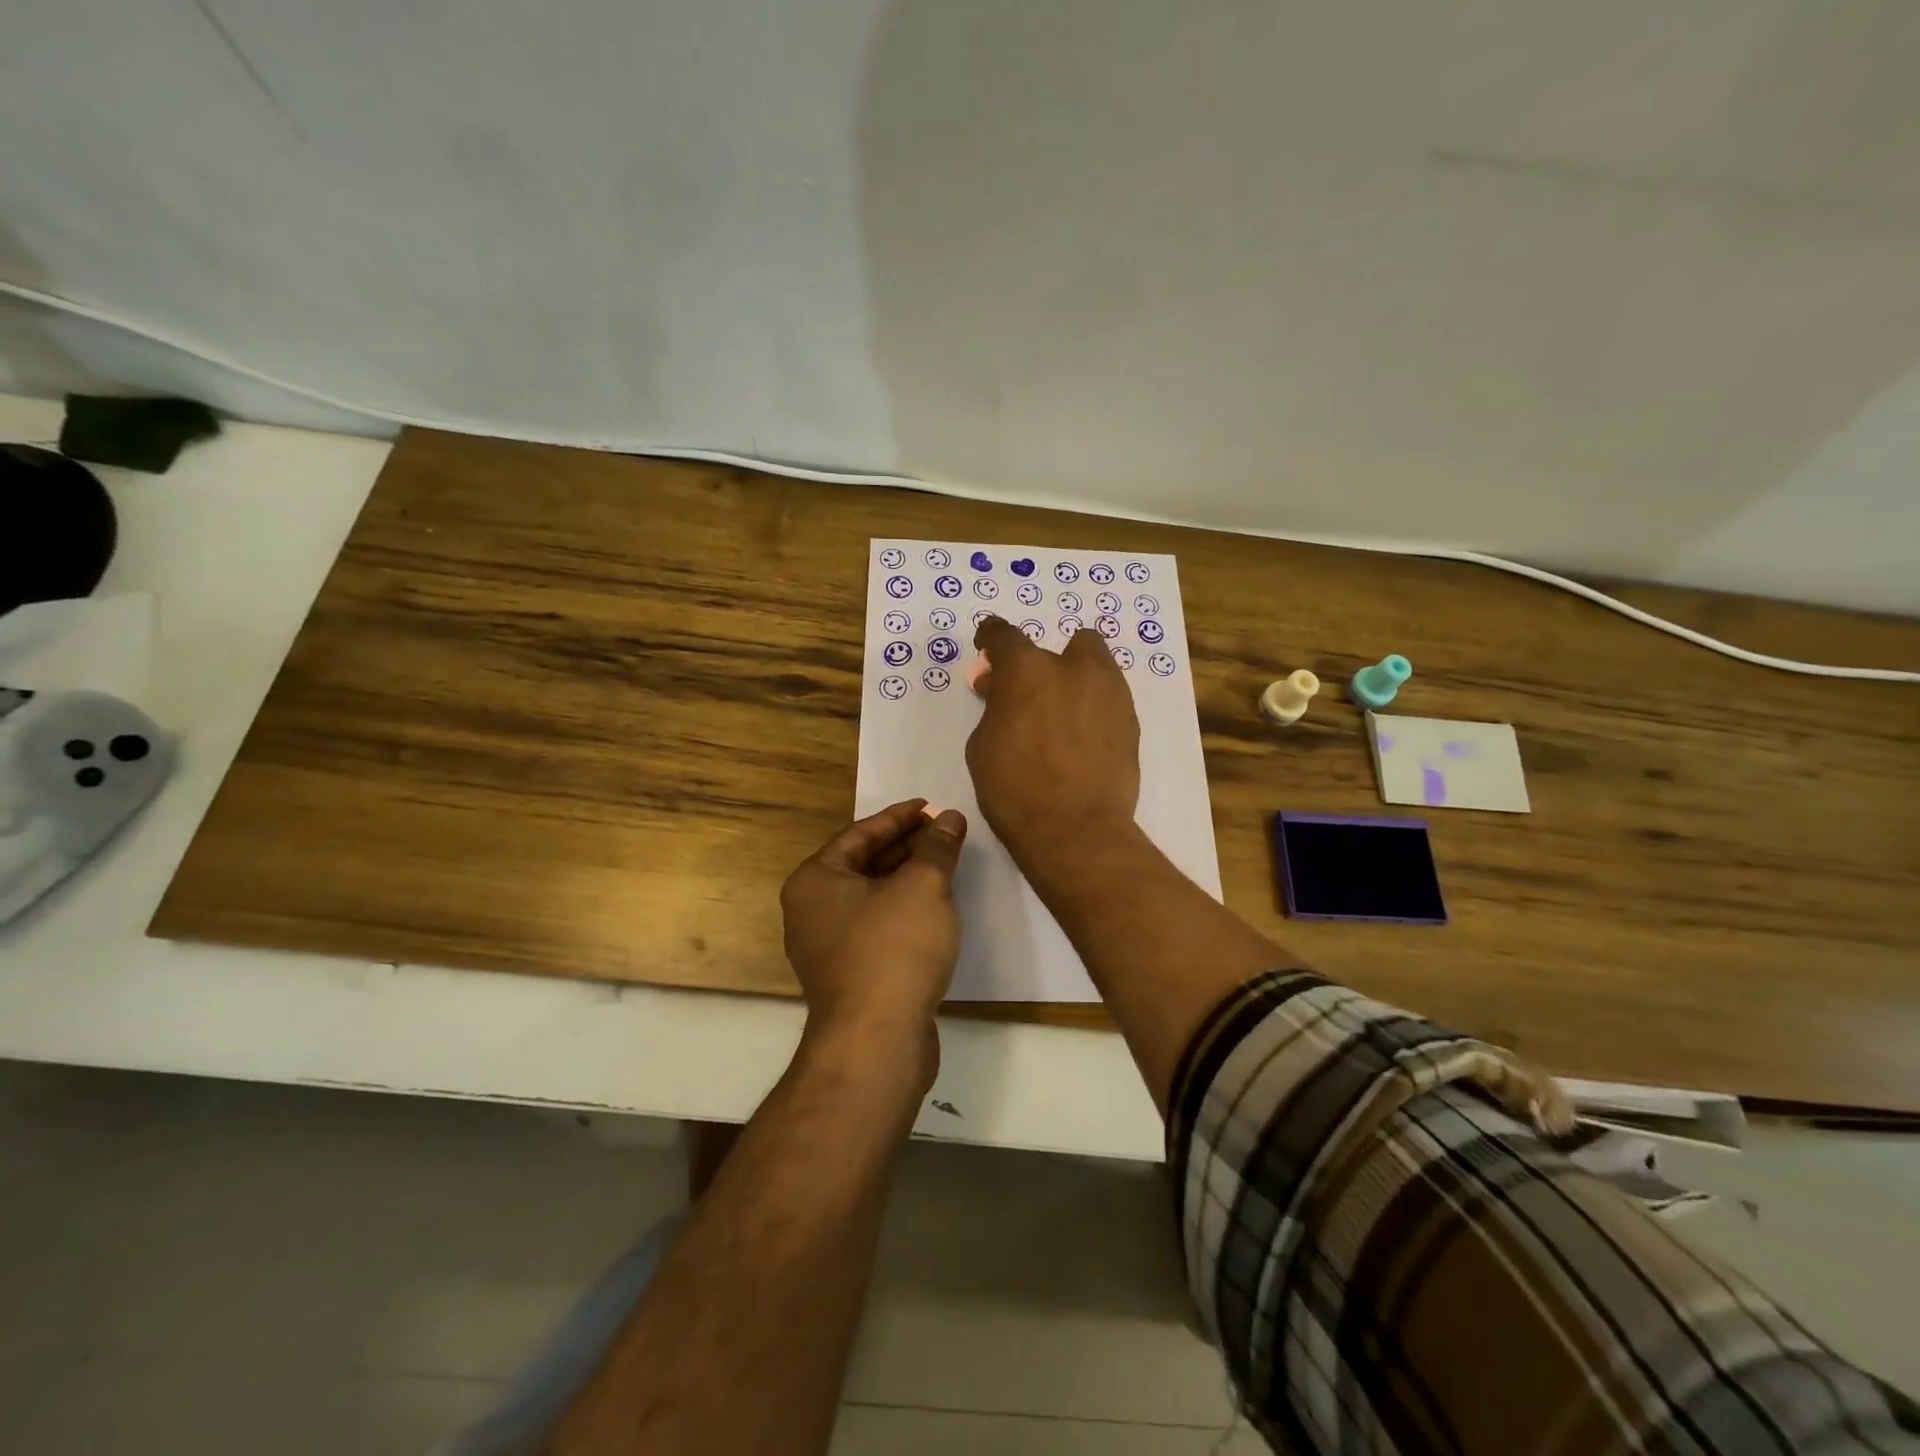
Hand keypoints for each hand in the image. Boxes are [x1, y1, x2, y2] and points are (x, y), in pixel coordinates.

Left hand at [780, 799, 967, 1053]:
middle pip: (863, 863)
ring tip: (945, 863)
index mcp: (815, 880)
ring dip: (906, 877)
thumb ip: (937, 847)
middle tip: (943, 832)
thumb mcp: (923, 886)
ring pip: (871, 897)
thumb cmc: (894, 949)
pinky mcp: (849, 975)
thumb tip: (950, 818)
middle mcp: (811, 910)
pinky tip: (934, 908)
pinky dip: (903, 909)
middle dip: (905, 846)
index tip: (931, 807)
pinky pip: (876, 926)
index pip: (859, 834)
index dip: (899, 817)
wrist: (877, 1042)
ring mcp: (827, 947)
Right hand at [966, 616, 1140, 870]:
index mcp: (1026, 670)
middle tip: (1029, 693)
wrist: (1075, 829)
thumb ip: (994, 706)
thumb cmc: (1014, 789)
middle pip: (1058, 646)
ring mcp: (1109, 691)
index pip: (1004, 635)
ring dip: (1074, 677)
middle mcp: (1072, 668)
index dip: (991, 638)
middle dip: (1041, 665)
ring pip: (1093, 663)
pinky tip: (1082, 735)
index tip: (987, 646)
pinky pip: (1108, 696)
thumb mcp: (983, 745)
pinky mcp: (1130, 718)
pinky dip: (1093, 705)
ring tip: (1061, 711)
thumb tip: (999, 688)